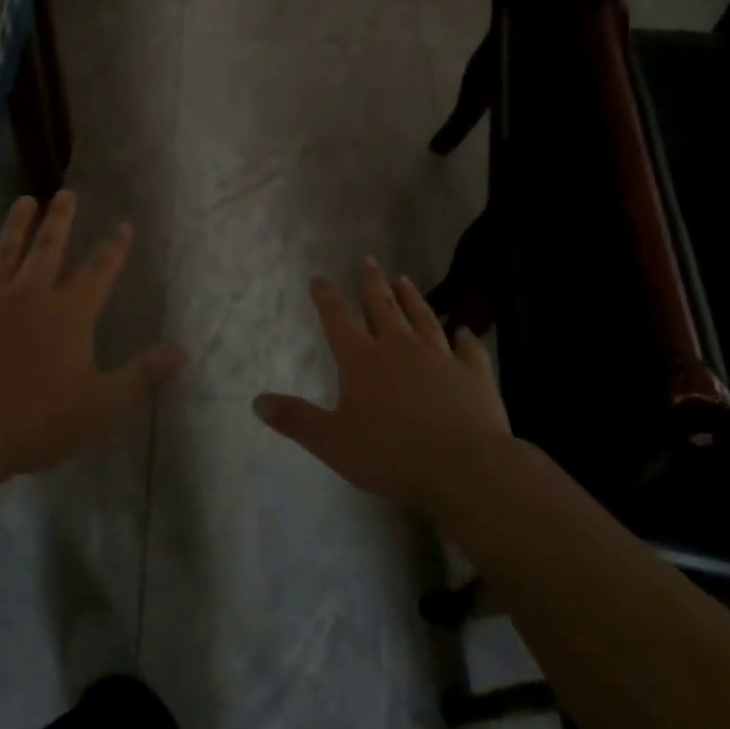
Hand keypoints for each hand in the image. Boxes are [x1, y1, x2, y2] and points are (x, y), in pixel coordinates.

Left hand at [0, 191, 185, 485]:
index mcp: (69, 313)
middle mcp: (30, 295)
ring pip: (4, 252)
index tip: (124, 225)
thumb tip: (180, 350)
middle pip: (48, 247)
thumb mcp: (102, 407)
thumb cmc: (36, 422)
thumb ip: (142, 376)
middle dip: (60, 219)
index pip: (99, 271)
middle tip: (65, 193)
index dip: (114, 248)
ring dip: (15, 225)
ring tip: (23, 201)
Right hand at [254, 259, 509, 513]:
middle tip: (369, 261)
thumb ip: (295, 419)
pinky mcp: (472, 374)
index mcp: (361, 359)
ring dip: (411, 298)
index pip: (337, 318)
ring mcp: (439, 357)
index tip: (318, 277)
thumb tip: (257, 401)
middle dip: (372, 283)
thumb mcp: (331, 442)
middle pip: (382, 306)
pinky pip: (467, 349)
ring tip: (404, 279)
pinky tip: (464, 330)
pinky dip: (464, 338)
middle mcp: (399, 347)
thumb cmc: (390, 454)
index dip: (326, 296)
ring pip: (422, 318)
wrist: (464, 467)